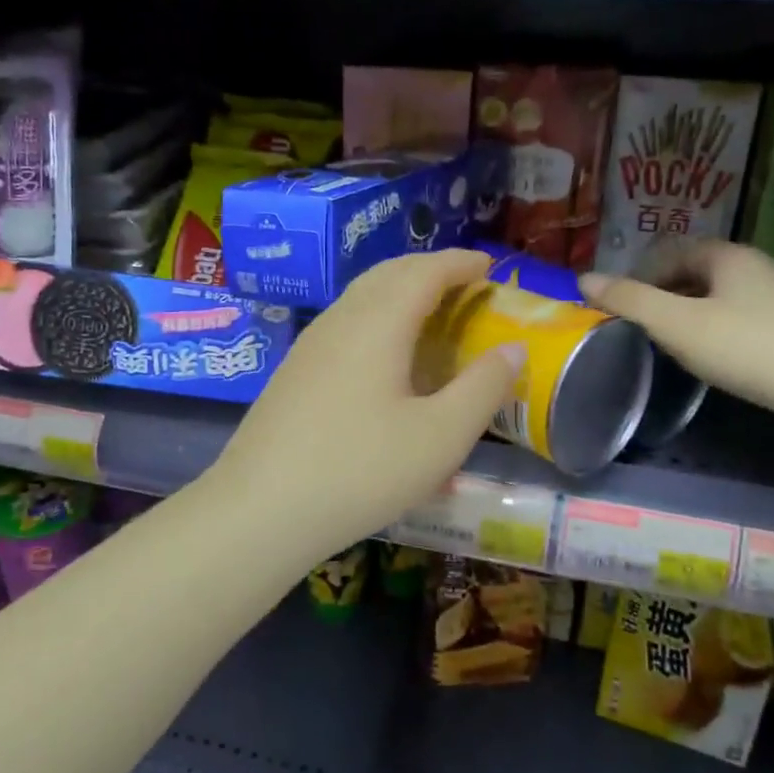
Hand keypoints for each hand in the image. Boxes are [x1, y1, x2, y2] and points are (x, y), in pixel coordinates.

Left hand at [205, 249, 523, 568]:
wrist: (260, 509)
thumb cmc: (360, 470)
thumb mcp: (440, 437)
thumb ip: (483, 389)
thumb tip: (513, 349)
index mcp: (378, 324)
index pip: (424, 271)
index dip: (459, 263)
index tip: (489, 266)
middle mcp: (341, 321)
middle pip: (388, 274)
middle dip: (429, 270)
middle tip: (464, 285)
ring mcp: (310, 345)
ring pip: (361, 297)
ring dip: (399, 292)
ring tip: (430, 315)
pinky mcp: (294, 371)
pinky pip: (345, 323)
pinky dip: (377, 317)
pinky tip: (385, 356)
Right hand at [578, 240, 773, 443]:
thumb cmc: (751, 348)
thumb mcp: (678, 324)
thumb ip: (629, 301)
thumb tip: (583, 279)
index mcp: (728, 257)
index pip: (672, 251)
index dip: (640, 275)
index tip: (620, 308)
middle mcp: (757, 269)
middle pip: (696, 274)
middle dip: (663, 297)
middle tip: (640, 331)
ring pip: (720, 301)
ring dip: (690, 318)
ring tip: (671, 349)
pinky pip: (743, 324)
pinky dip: (719, 336)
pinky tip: (716, 363)